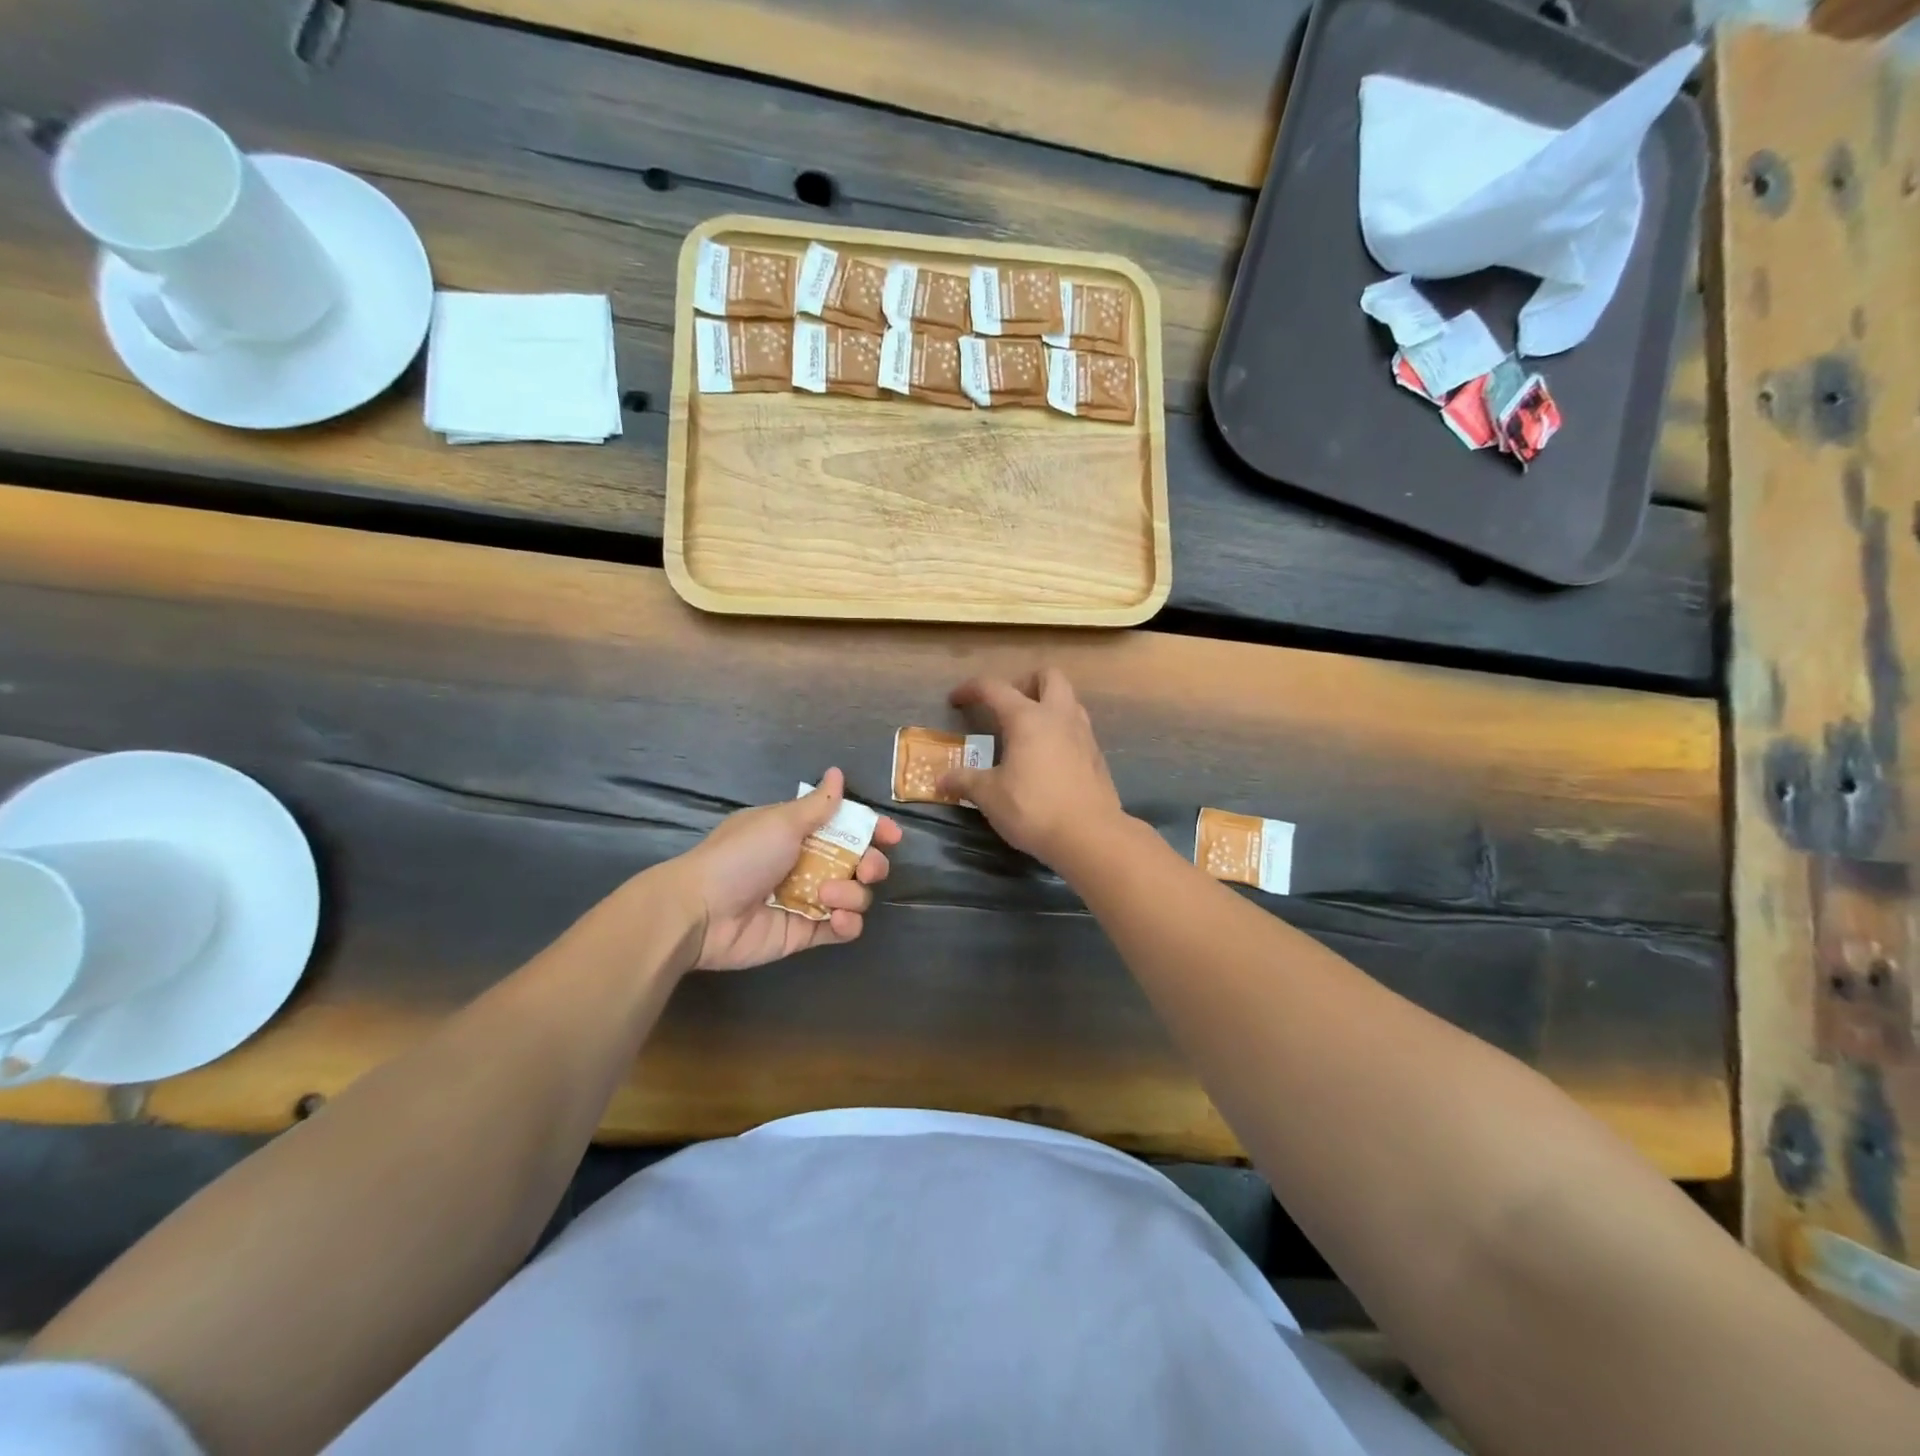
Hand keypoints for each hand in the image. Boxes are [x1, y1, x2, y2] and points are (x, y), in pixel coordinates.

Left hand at [669, 769, 900, 970]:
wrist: (701, 912)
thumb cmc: (741, 856)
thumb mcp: (781, 822)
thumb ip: (818, 805)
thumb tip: (837, 772)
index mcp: (799, 832)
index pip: (846, 827)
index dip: (872, 830)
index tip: (892, 836)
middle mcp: (807, 864)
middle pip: (859, 862)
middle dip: (872, 864)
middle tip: (867, 868)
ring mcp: (808, 900)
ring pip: (855, 895)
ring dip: (853, 893)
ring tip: (828, 895)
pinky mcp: (805, 933)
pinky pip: (842, 929)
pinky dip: (848, 924)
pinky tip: (839, 919)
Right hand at [939, 669, 1126, 868]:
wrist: (1090, 836)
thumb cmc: (1033, 809)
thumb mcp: (990, 796)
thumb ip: (965, 781)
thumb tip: (942, 779)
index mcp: (1027, 718)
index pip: (994, 688)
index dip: (971, 689)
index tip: (955, 700)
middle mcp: (1059, 716)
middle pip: (1048, 675)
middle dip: (1025, 682)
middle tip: (1006, 705)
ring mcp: (1083, 734)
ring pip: (1068, 699)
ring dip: (1047, 703)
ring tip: (1027, 729)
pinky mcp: (1096, 755)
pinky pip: (1077, 727)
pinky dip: (1060, 729)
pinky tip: (1047, 756)